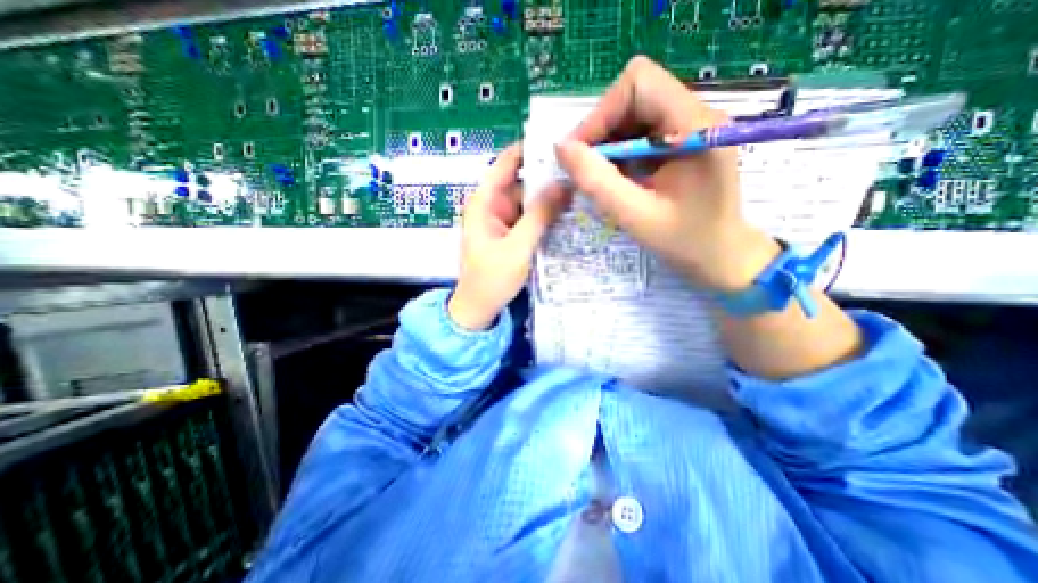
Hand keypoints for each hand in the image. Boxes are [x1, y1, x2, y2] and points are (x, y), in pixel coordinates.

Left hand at [448, 143, 569, 330]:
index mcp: (484, 201)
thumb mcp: (518, 246)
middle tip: (582, 168)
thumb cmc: (491, 278)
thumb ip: (539, 215)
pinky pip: (530, 216)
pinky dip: (546, 213)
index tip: (561, 141)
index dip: (530, 148)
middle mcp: (493, 204)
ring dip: (550, 195)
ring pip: (529, 199)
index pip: (507, 162)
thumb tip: (564, 184)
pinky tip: (569, 210)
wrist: (479, 308)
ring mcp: (503, 219)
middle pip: (522, 180)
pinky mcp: (511, 232)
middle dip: (548, 175)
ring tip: (582, 186)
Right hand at [555, 57, 773, 289]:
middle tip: (586, 168)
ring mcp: (690, 127)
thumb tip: (561, 148)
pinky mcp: (683, 141)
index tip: (580, 153)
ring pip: (634, 112)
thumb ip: (598, 182)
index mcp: (695, 127)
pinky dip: (620, 151)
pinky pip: (641, 131)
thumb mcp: (636, 216)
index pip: (639, 83)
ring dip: (609, 142)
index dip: (601, 114)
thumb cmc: (685, 242)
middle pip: (634, 94)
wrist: (721, 256)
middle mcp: (696, 115)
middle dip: (602, 129)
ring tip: (602, 177)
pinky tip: (619, 178)